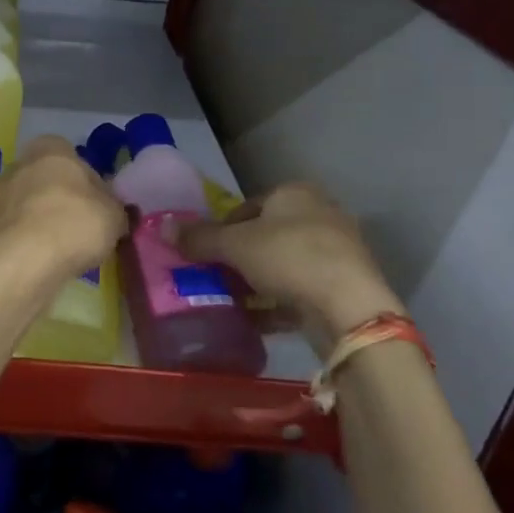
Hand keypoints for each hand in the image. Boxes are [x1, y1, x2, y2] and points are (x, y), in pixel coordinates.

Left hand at [0, 136, 126, 282]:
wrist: (27, 259)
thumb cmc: (76, 222)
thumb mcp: (114, 214)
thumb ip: (114, 207)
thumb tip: (113, 210)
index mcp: (50, 148)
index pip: (71, 155)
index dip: (86, 178)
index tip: (97, 203)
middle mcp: (20, 163)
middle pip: (46, 178)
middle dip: (61, 197)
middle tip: (81, 225)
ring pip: (28, 203)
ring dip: (42, 219)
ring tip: (63, 247)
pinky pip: (16, 227)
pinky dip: (28, 238)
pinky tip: (43, 258)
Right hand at [166, 182, 402, 353]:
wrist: (351, 307)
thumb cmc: (289, 258)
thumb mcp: (234, 246)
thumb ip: (199, 238)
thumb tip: (163, 227)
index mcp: (295, 193)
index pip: (247, 206)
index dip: (223, 229)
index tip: (209, 254)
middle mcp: (321, 213)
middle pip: (267, 235)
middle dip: (242, 258)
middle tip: (221, 278)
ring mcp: (339, 249)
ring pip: (286, 263)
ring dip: (261, 281)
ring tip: (239, 302)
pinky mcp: (348, 283)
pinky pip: (304, 288)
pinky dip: (282, 301)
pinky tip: (263, 320)